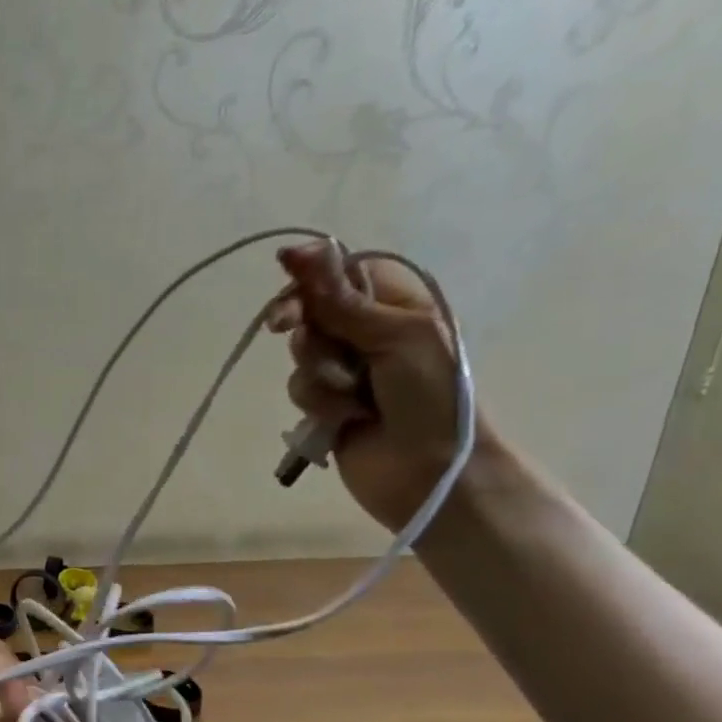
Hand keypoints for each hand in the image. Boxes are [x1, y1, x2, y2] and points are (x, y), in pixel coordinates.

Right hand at [267, 242, 492, 530]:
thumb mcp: (393, 335)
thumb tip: (296, 249)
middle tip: (307, 343)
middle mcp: (368, 332)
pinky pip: (302, 391)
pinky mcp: (328, 406)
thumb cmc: (429, 395)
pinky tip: (345, 420)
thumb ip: (340, 297)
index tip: (289, 302)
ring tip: (352, 398)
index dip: (309, 283)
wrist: (432, 472)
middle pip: (312, 314)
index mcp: (395, 304)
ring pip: (302, 356)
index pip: (338, 273)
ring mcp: (347, 371)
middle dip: (310, 335)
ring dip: (320, 378)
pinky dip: (319, 405)